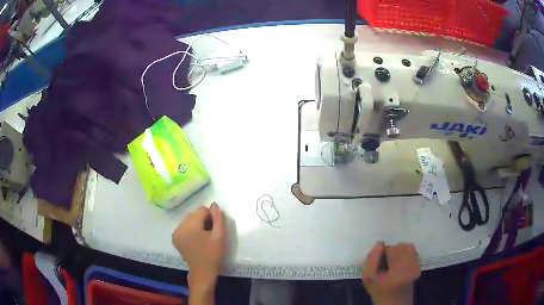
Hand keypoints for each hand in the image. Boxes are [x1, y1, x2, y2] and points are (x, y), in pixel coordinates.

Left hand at [172, 203, 226, 289]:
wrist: (202, 271)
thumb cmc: (213, 255)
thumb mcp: (219, 236)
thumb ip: (218, 219)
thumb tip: (214, 205)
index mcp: (190, 226)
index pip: (201, 209)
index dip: (211, 217)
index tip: (214, 229)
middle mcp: (179, 226)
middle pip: (194, 214)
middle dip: (203, 220)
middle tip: (209, 234)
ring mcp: (175, 232)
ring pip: (189, 219)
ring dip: (197, 224)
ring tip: (203, 237)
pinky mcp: (174, 237)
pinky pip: (184, 226)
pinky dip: (191, 229)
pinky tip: (196, 240)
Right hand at [361, 242, 420, 304]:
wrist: (393, 301)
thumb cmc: (378, 289)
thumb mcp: (368, 277)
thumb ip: (371, 259)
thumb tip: (380, 243)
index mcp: (397, 272)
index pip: (392, 250)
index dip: (383, 253)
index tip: (380, 263)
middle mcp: (410, 268)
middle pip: (400, 246)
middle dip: (391, 251)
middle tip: (386, 264)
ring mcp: (416, 267)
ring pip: (407, 246)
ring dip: (399, 251)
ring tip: (393, 262)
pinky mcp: (419, 267)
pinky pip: (412, 250)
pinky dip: (406, 252)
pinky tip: (400, 262)